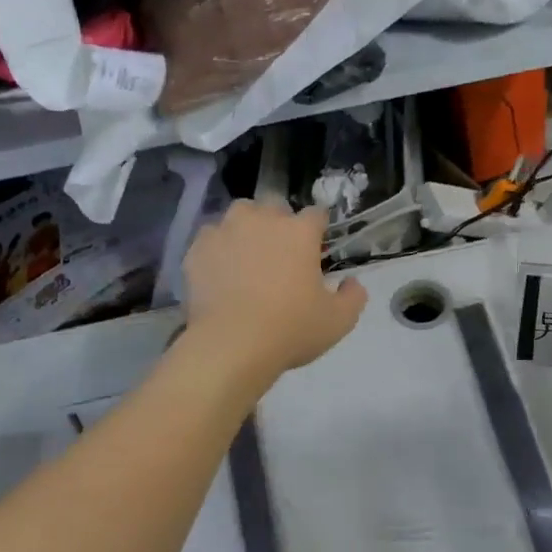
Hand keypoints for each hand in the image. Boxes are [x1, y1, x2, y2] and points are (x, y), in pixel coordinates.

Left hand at [181, 202, 366, 382]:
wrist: (231, 345)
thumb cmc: (291, 329)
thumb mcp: (339, 321)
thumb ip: (353, 297)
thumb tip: (352, 283)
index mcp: (299, 232)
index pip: (316, 214)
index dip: (318, 230)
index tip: (317, 247)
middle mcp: (262, 220)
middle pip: (274, 206)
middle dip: (279, 223)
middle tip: (281, 254)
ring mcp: (225, 231)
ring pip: (239, 215)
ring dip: (247, 228)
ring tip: (248, 256)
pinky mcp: (197, 249)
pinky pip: (211, 238)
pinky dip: (218, 249)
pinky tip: (221, 271)